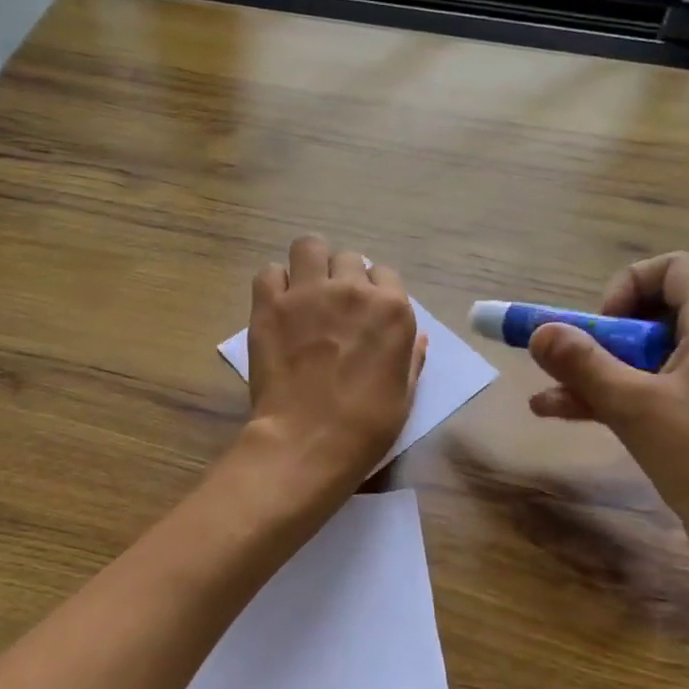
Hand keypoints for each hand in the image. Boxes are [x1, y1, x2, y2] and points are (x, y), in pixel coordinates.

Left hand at [244, 235, 427, 487]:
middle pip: (348, 258)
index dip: (373, 291)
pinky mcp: (270, 305)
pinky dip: (274, 284)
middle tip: (331, 306)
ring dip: (309, 264)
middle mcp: (352, 291)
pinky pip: (270, 272)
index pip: (385, 274)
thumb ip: (411, 358)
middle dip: (342, 277)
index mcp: (392, 310)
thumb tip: (418, 336)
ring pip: (309, 247)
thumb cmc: (365, 427)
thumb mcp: (404, 395)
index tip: (363, 311)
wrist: (308, 442)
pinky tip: (277, 305)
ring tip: (303, 290)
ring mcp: (308, 293)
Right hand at [526, 252, 688, 582]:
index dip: (627, 286)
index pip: (674, 269)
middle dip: (602, 339)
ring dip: (602, 373)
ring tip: (549, 399)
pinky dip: (625, 396)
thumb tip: (539, 331)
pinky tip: (572, 415)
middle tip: (572, 369)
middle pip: (657, 315)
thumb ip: (582, 364)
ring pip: (655, 358)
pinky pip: (667, 389)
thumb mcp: (634, 408)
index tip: (600, 329)